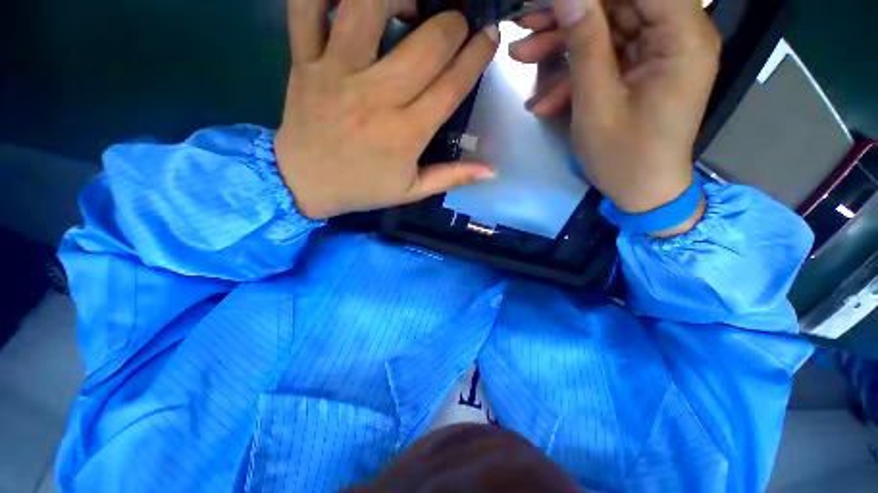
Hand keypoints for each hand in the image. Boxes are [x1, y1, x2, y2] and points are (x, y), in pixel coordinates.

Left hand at [274, 0, 499, 219]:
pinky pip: (307, 9)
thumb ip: (452, 178)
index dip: (477, 56)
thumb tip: (492, 171)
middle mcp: (376, 97)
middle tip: (456, 26)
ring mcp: (337, 73)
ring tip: (411, 5)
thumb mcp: (412, 191)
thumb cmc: (363, 189)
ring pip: (370, 8)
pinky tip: (349, 0)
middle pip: (426, 43)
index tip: (489, 38)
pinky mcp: (305, 62)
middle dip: (453, 24)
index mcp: (406, 134)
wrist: (304, 184)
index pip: (452, 85)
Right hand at [510, 0, 720, 231]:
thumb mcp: (597, 102)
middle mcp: (677, 36)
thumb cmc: (623, 155)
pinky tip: (543, 99)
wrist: (640, 192)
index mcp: (682, 38)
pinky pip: (606, 59)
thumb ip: (585, 43)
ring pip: (607, 30)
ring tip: (520, 55)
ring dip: (563, 44)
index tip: (553, 0)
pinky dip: (574, 74)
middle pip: (620, 5)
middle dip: (569, 16)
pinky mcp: (642, 71)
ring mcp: (657, 55)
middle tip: (524, 24)